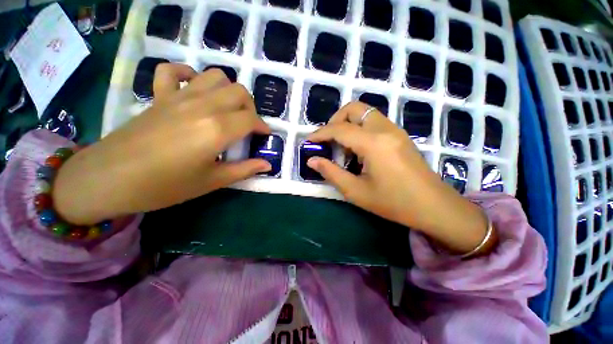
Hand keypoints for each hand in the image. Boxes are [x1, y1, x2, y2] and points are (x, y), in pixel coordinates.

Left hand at [53, 64, 271, 224]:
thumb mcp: (213, 181)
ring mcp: (179, 96)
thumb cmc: (166, 186)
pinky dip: (188, 74)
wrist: (110, 179)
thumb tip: (268, 165)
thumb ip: (244, 169)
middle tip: (247, 124)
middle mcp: (203, 106)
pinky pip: (174, 70)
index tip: (264, 135)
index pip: (251, 118)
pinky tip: (194, 88)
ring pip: (215, 76)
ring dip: (228, 90)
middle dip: (250, 107)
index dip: (263, 126)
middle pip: (239, 91)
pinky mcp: (159, 95)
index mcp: (217, 129)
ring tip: (227, 108)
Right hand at [307, 102, 494, 254]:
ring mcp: (395, 130)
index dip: (320, 133)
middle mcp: (385, 129)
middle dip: (335, 120)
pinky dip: (360, 129)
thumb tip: (312, 160)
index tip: (309, 140)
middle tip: (328, 140)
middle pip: (355, 108)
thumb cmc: (393, 202)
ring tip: (343, 148)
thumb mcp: (356, 191)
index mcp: (373, 143)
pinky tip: (359, 151)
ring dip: (348, 125)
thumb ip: (331, 173)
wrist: (434, 206)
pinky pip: (374, 123)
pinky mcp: (400, 136)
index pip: (339, 129)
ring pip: (365, 113)